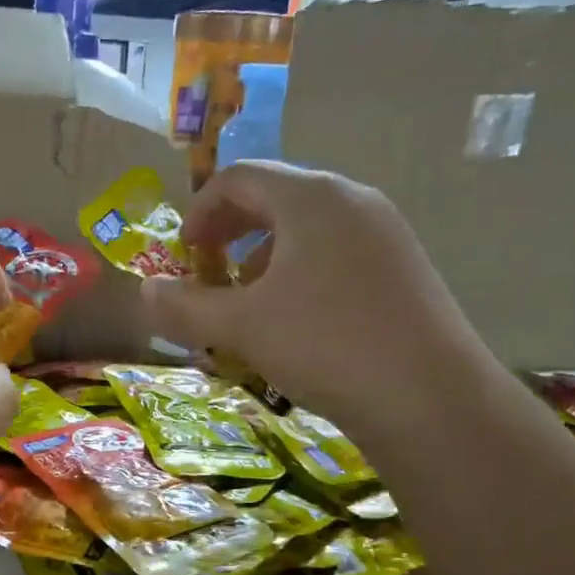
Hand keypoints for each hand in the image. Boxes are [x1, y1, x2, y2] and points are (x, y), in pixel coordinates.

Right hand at [143, 161, 490, 432]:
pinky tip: (296, 324)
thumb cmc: (325, 345)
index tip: (182, 254)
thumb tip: (145, 292)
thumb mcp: (240, 327)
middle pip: (276, 198)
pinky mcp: (403, 270)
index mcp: (311, 197)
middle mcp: (352, 201)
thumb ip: (184, 307)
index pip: (240, 177)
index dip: (200, 211)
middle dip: (231, 235)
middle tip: (209, 276)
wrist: (429, 396)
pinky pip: (336, 256)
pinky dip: (300, 277)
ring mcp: (385, 235)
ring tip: (249, 307)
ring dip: (264, 261)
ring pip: (307, 231)